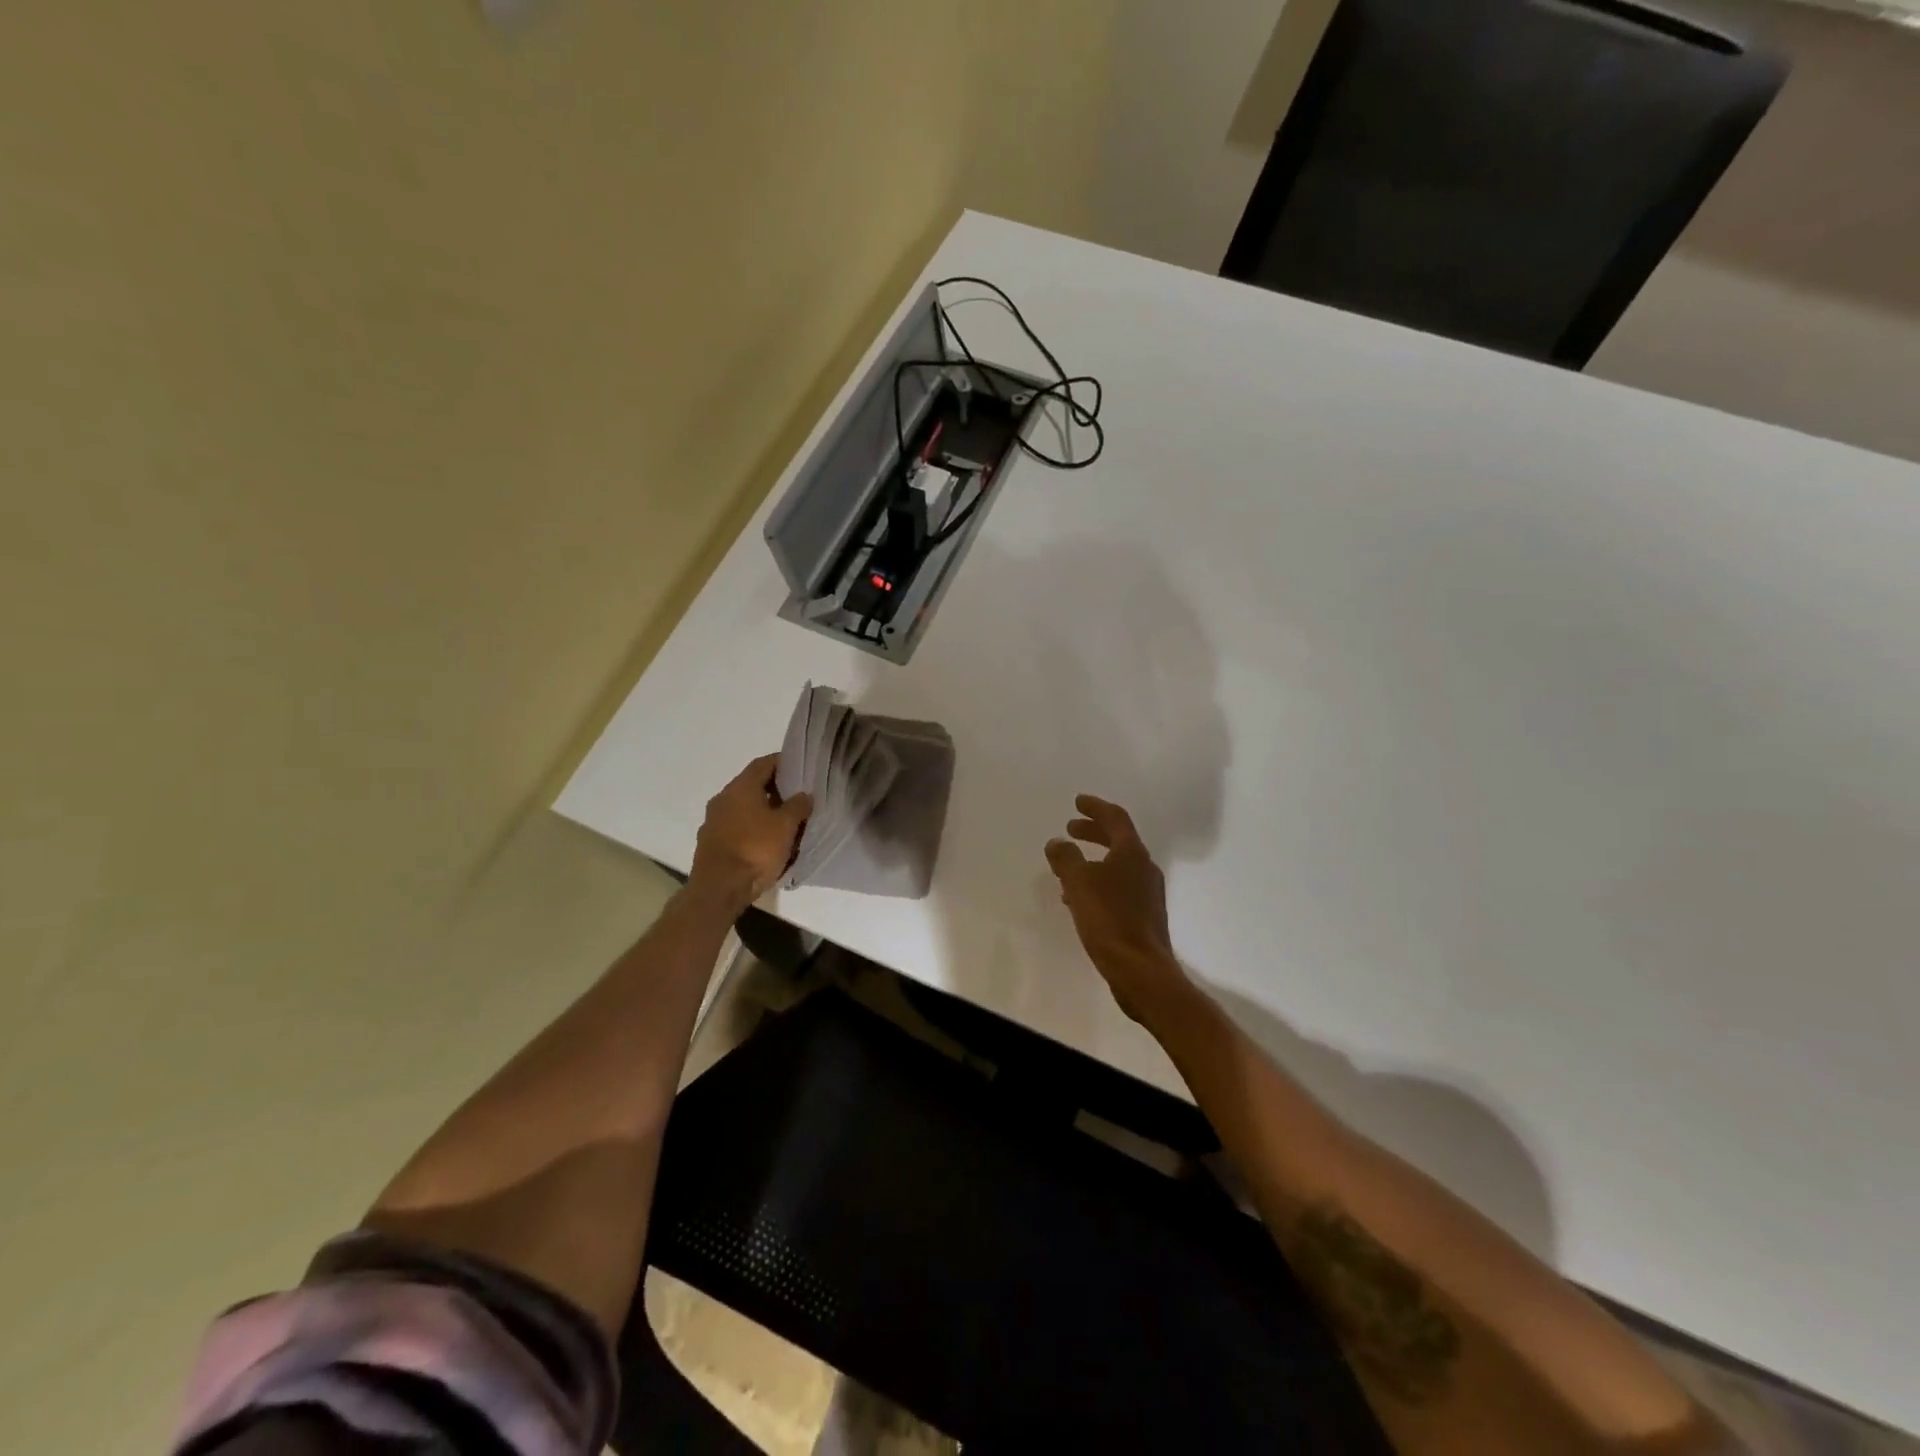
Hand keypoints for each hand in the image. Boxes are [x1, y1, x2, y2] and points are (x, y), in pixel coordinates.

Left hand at [689, 754, 811, 914]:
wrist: (719, 889)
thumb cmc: (755, 850)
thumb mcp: (786, 826)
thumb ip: (798, 806)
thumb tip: (804, 794)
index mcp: (740, 787)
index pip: (763, 764)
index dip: (783, 762)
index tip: (800, 767)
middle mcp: (723, 798)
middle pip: (752, 785)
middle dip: (775, 789)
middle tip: (797, 796)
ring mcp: (713, 821)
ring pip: (743, 808)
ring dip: (763, 811)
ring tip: (785, 822)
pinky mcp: (710, 843)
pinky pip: (736, 828)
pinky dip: (752, 829)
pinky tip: (766, 842)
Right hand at [1045, 795, 1192, 1024]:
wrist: (1141, 970)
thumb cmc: (1109, 919)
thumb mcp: (1078, 883)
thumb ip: (1066, 858)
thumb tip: (1057, 842)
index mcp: (1132, 853)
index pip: (1115, 818)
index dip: (1095, 807)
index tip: (1077, 802)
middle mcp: (1145, 869)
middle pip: (1118, 840)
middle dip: (1093, 832)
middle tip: (1071, 828)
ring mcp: (1147, 894)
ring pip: (1117, 867)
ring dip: (1093, 860)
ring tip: (1068, 866)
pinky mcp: (1144, 917)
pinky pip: (1117, 889)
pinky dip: (1098, 884)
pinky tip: (1079, 900)